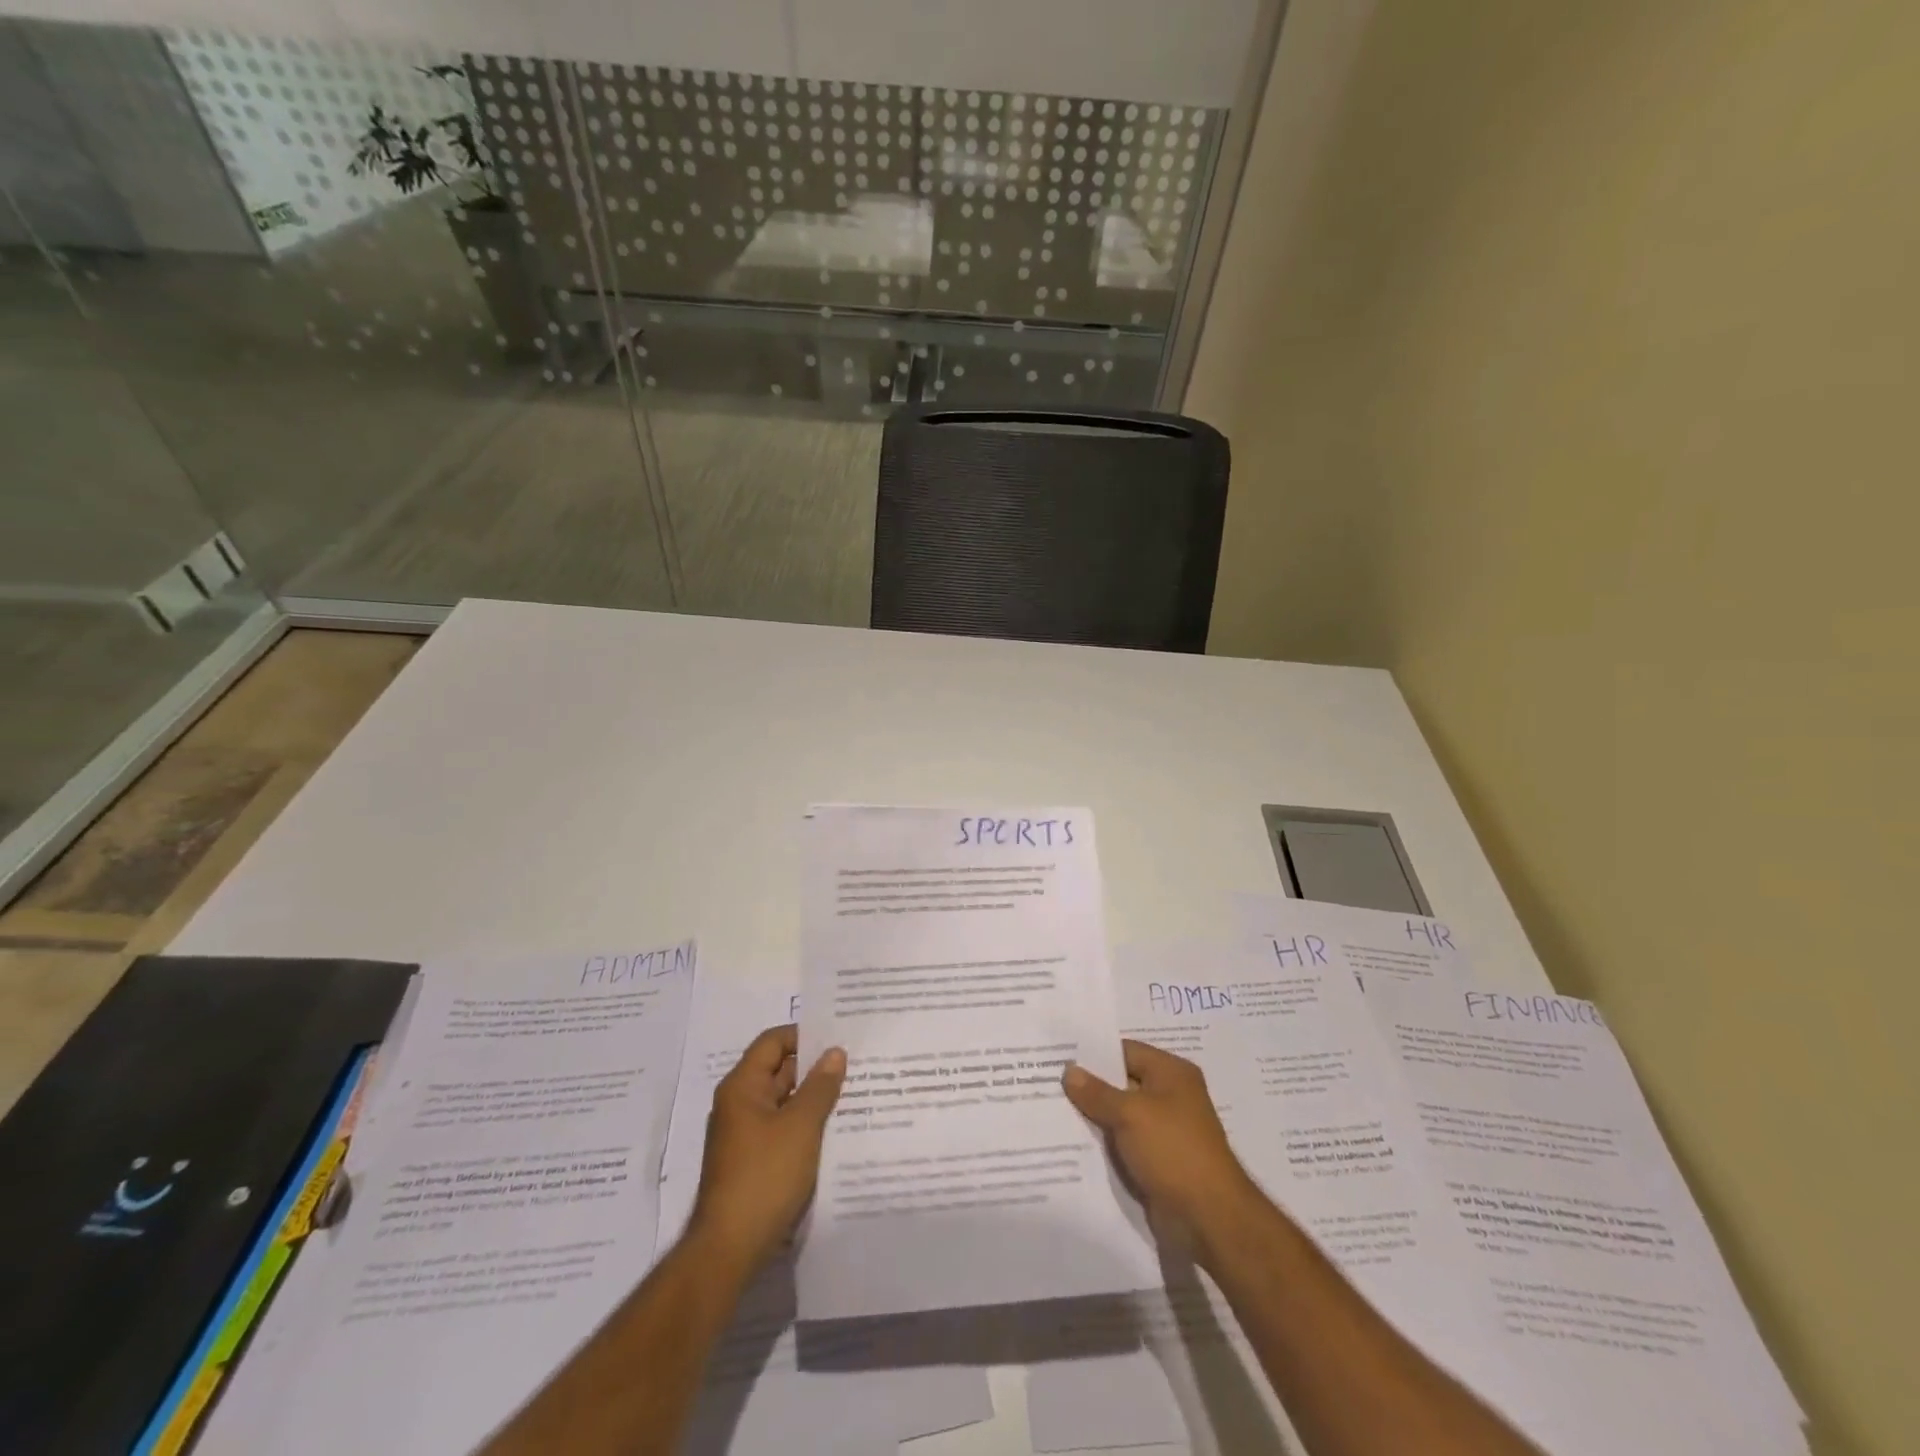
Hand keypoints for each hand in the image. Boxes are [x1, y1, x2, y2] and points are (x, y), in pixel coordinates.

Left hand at [689, 1024, 845, 1275]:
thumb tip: (834, 1052)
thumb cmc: (764, 1176)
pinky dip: (806, 1125)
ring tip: (854, 1093)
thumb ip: (820, 1087)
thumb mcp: (800, 1126)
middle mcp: (739, 1104)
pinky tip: (836, 1131)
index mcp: (742, 1087)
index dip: (804, 1035)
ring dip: (813, 1098)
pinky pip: (783, 1129)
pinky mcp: (753, 1162)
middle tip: (856, 1063)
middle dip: (815, 1067)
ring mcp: (745, 1135)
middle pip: (779, 1070)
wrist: (730, 1249)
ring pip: (784, 1102)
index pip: (773, 1042)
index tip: (839, 1035)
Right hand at [1063, 1039, 1259, 1254]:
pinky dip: (1103, 1143)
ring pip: (1119, 1115)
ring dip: (1093, 1117)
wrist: (1209, 1218)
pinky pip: (1124, 1142)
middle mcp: (1170, 1096)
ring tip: (1051, 1109)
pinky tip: (1071, 1142)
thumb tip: (1069, 1071)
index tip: (1057, 1055)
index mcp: (1171, 1073)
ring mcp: (1164, 1130)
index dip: (1092, 1053)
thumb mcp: (1130, 1114)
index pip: (1125, 1051)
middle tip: (1047, 1081)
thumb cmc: (1173, 1151)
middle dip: (1089, 1086)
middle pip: (1121, 1082)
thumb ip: (1097, 1092)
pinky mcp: (1157, 1160)